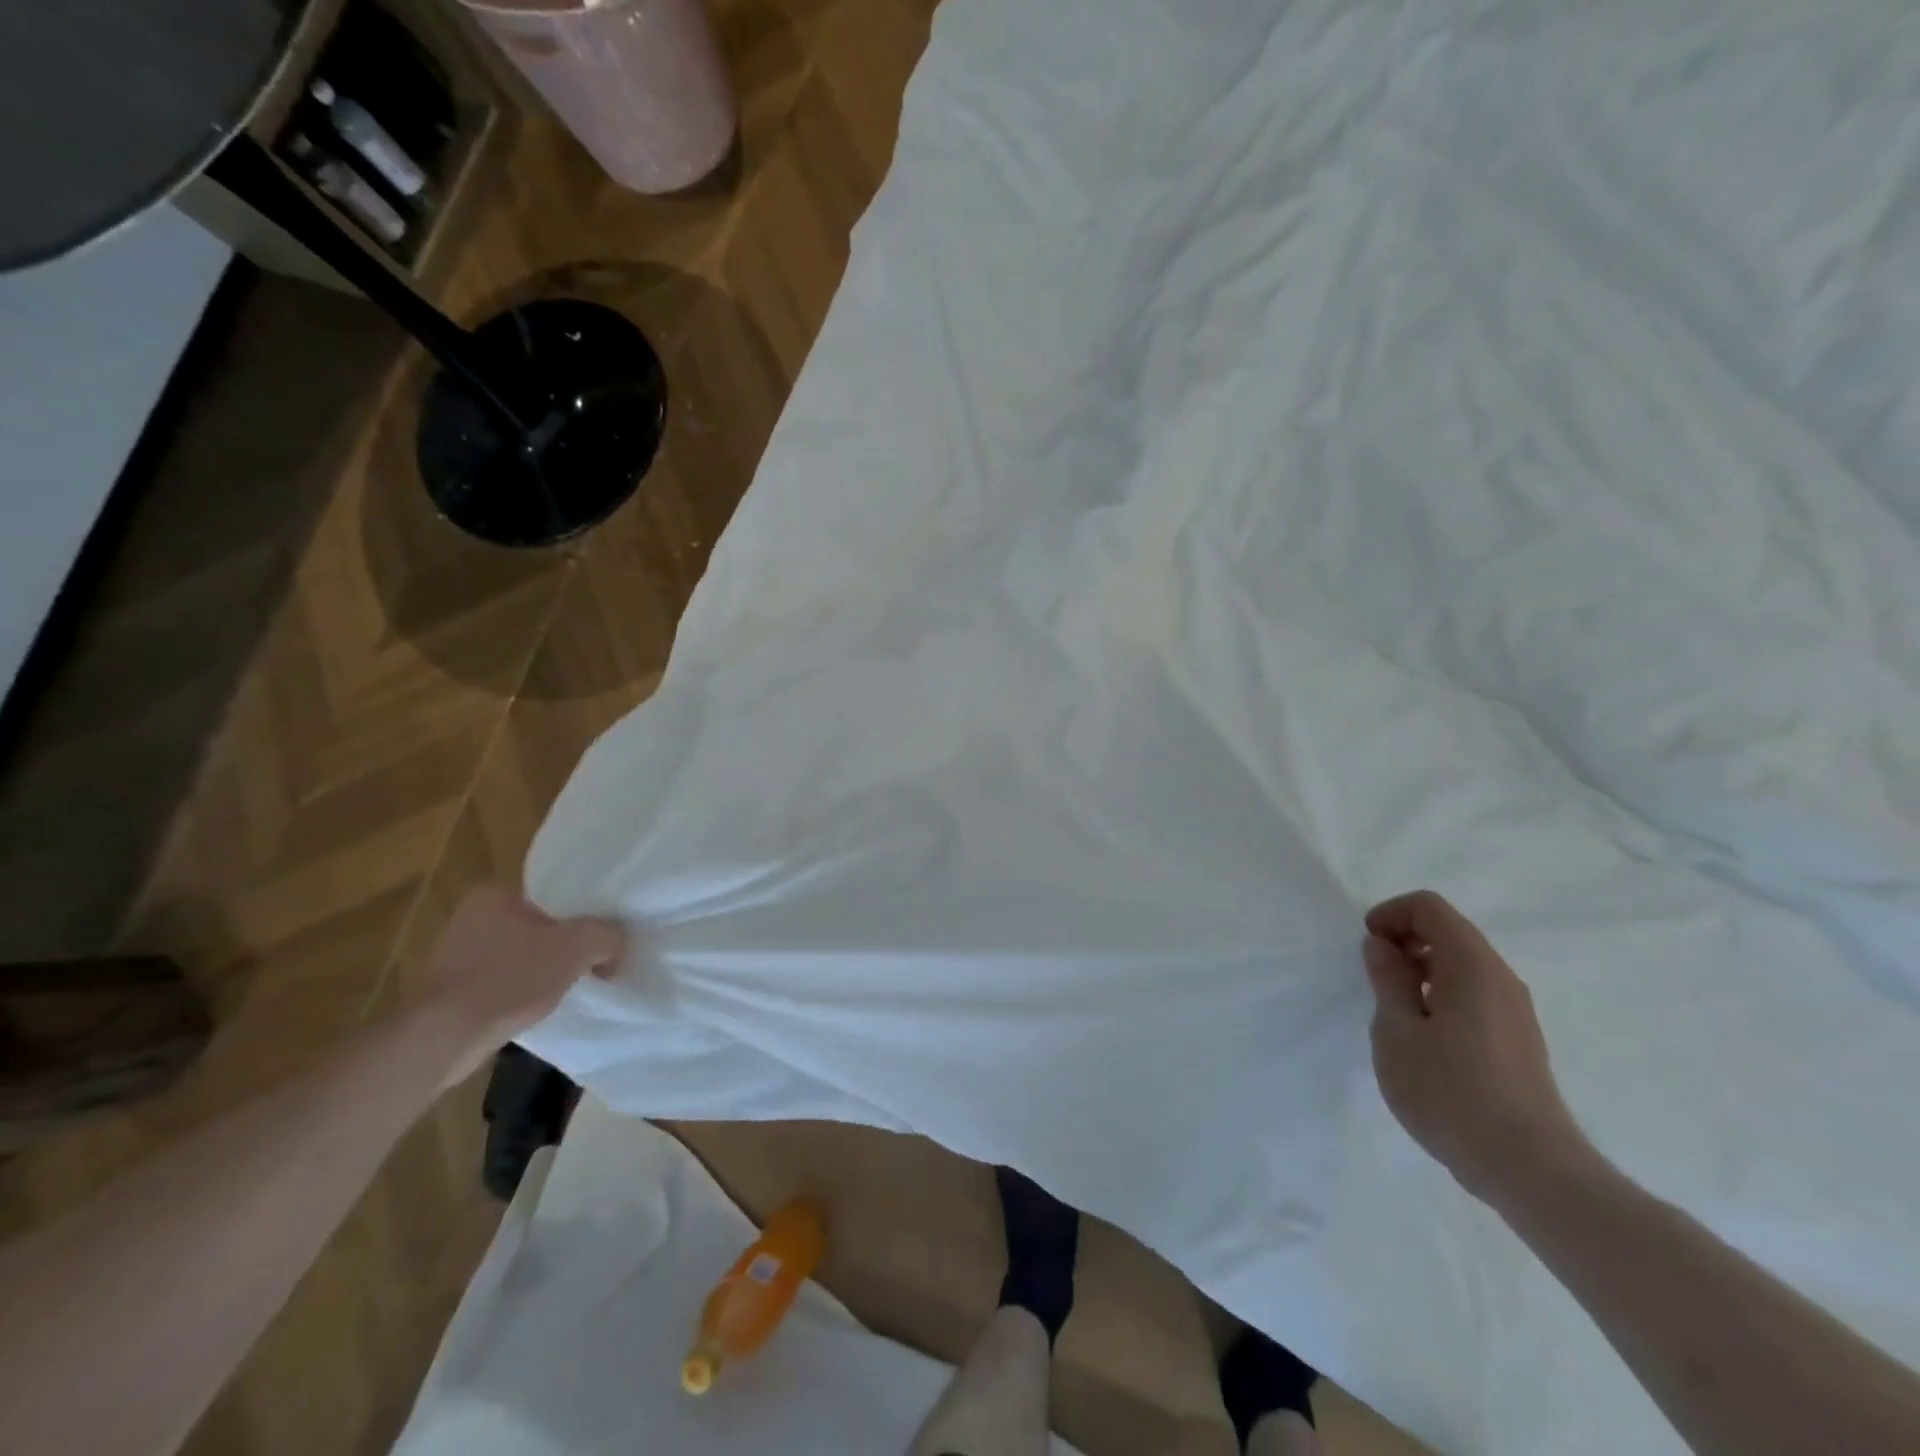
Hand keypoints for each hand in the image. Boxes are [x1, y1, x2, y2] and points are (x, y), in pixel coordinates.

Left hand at [410, 887, 628, 1082]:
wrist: (445, 1037)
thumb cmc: (510, 978)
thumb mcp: (577, 947)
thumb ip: (607, 935)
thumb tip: (618, 942)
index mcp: (494, 895)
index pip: (553, 896)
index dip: (583, 915)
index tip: (600, 938)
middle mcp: (469, 918)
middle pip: (539, 927)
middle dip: (564, 946)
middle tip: (591, 963)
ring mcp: (455, 956)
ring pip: (520, 956)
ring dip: (542, 971)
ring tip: (568, 988)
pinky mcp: (450, 992)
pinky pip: (501, 984)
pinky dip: (521, 993)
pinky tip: (537, 1007)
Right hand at [1362, 890, 1591, 1208]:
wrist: (1529, 1169)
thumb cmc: (1450, 1092)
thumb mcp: (1397, 1030)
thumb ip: (1387, 979)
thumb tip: (1382, 946)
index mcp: (1472, 966)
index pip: (1429, 907)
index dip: (1390, 915)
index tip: (1368, 950)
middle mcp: (1501, 978)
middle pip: (1448, 931)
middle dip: (1404, 941)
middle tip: (1376, 978)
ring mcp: (1515, 1011)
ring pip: (1462, 964)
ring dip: (1421, 970)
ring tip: (1396, 1011)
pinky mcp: (1518, 1040)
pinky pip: (1474, 993)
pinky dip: (1441, 994)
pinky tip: (1425, 1039)